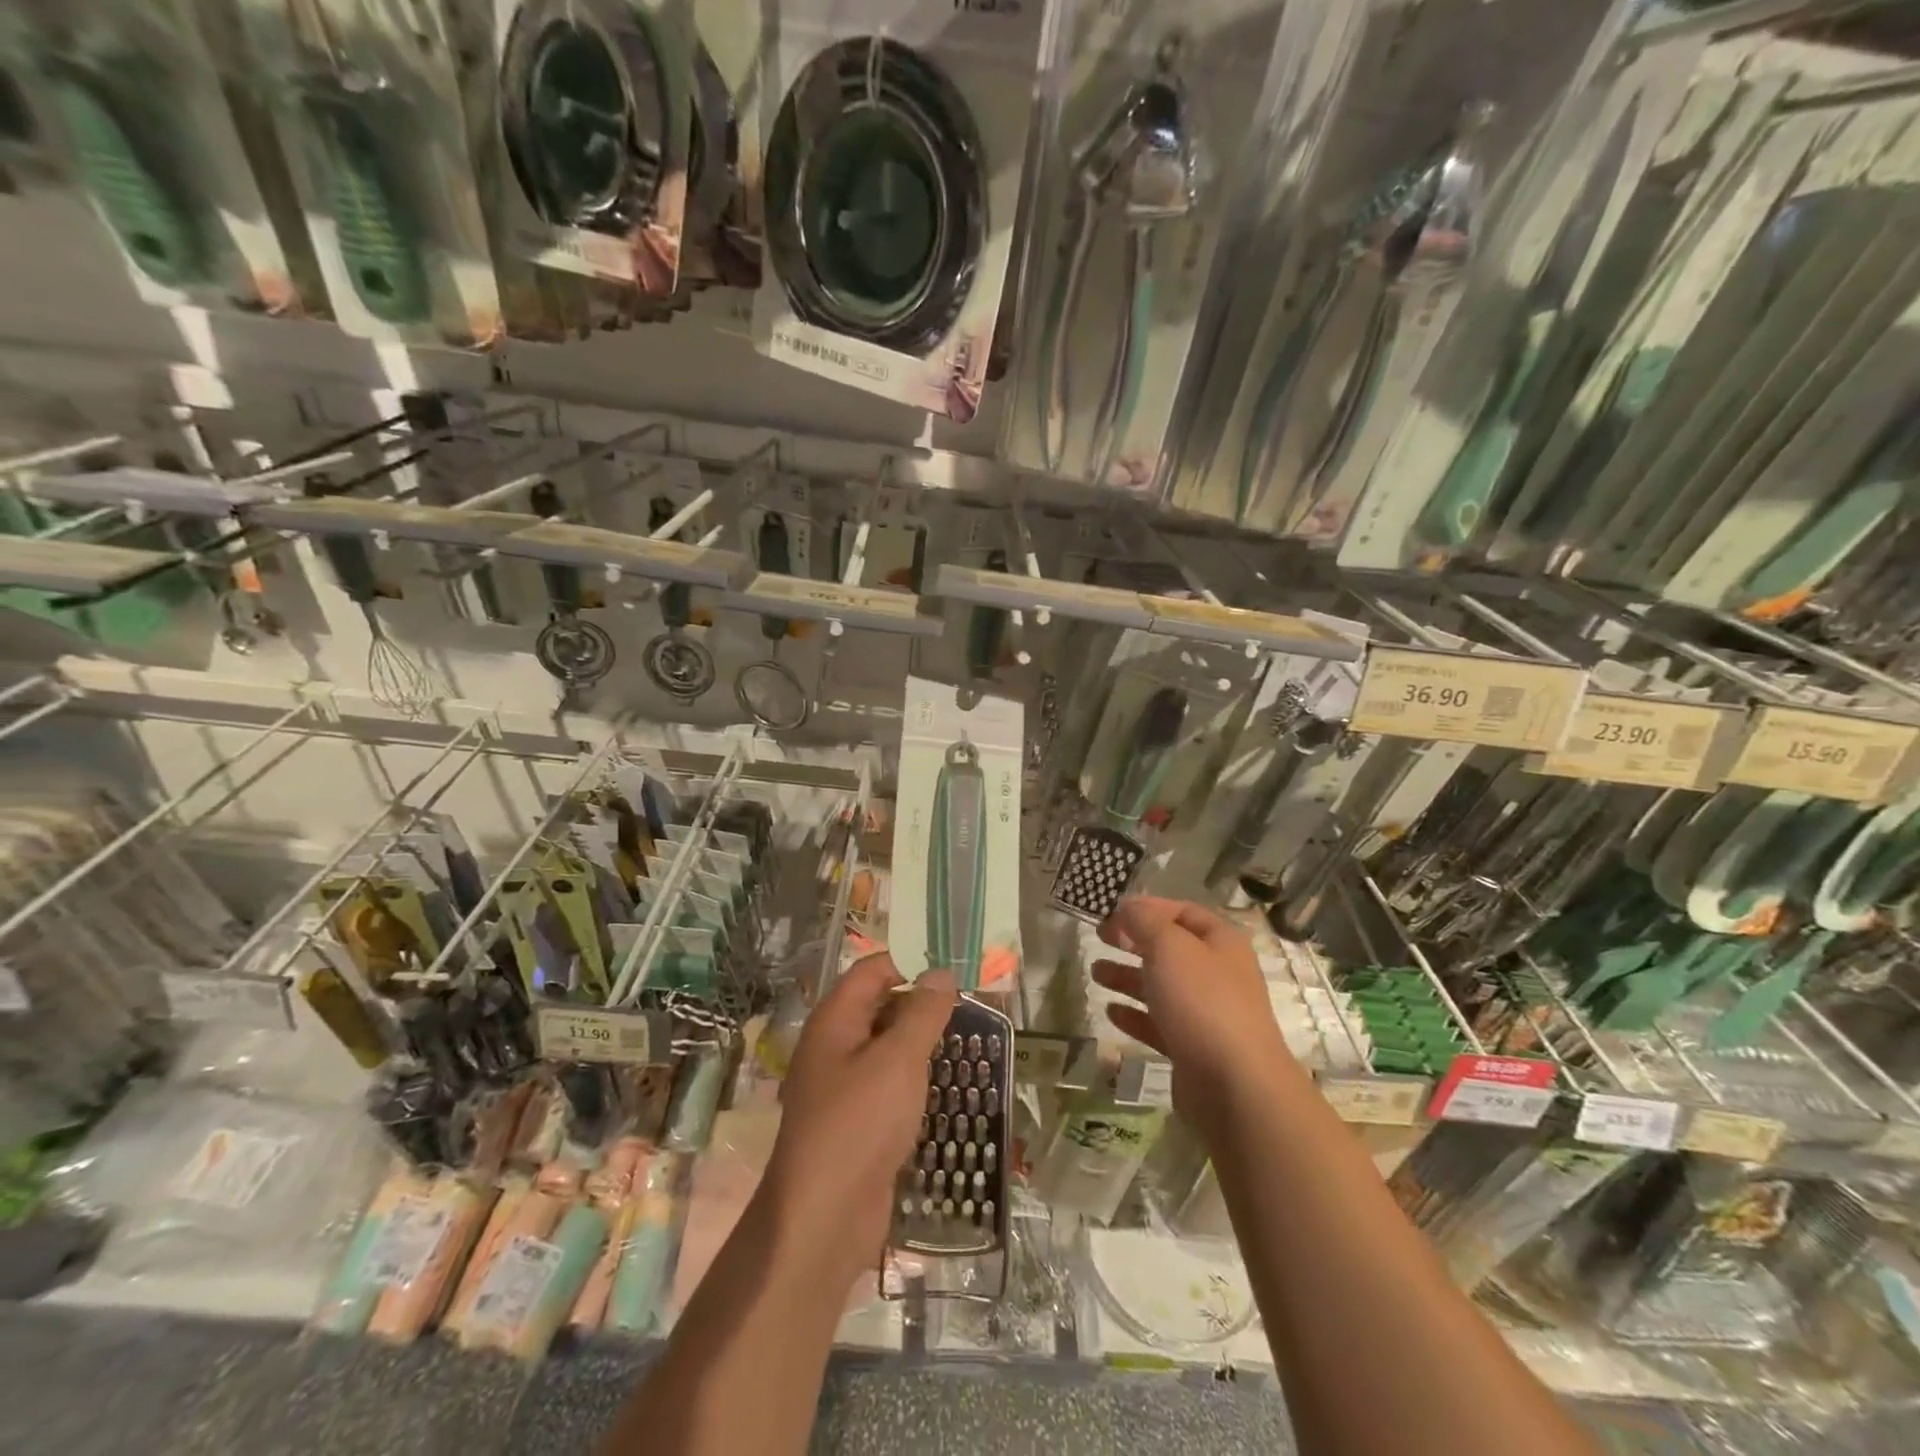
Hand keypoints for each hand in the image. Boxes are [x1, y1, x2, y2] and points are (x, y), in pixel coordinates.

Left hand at [758, 954, 955, 1291]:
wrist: (824, 1220)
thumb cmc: (859, 1124)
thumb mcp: (898, 1060)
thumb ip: (922, 1013)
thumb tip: (941, 972)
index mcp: (835, 1021)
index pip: (873, 971)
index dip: (910, 962)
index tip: (955, 965)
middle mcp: (835, 1046)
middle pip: (880, 1006)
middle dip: (922, 1003)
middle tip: (973, 1003)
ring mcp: (844, 1086)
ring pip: (887, 1048)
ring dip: (922, 1042)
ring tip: (970, 1039)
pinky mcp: (858, 1122)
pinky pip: (889, 1085)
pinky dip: (916, 1079)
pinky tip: (948, 1085)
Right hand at [1093, 897, 1292, 1122]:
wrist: (1235, 1085)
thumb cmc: (1202, 1001)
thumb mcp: (1169, 946)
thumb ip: (1144, 921)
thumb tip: (1127, 907)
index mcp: (1220, 942)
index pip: (1182, 911)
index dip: (1147, 908)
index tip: (1112, 912)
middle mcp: (1217, 973)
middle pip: (1170, 949)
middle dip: (1133, 942)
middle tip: (1099, 938)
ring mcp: (1206, 1013)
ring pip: (1161, 986)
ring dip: (1127, 977)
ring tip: (1096, 974)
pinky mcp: (1193, 1048)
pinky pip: (1159, 1023)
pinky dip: (1134, 1015)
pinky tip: (1111, 1012)